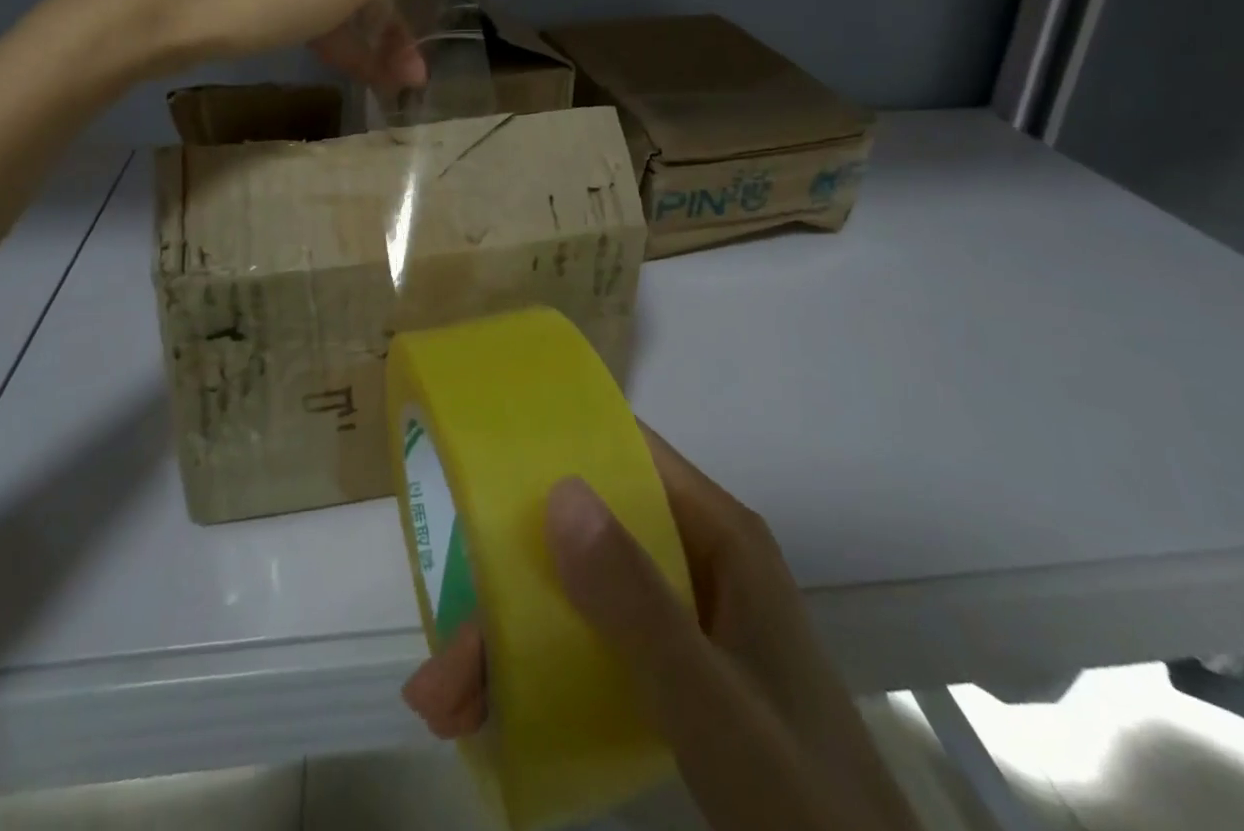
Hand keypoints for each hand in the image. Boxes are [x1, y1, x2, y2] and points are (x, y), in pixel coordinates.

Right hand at [401, 430, 920, 830]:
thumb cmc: (800, 797)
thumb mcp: (710, 698)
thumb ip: (636, 601)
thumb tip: (559, 491)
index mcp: (717, 534)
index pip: (629, 454)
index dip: (558, 447)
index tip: (483, 465)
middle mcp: (695, 558)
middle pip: (587, 537)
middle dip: (509, 582)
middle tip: (445, 645)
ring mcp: (681, 615)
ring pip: (578, 594)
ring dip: (510, 639)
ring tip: (443, 703)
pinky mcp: (672, 668)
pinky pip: (591, 644)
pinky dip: (537, 674)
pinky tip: (487, 715)